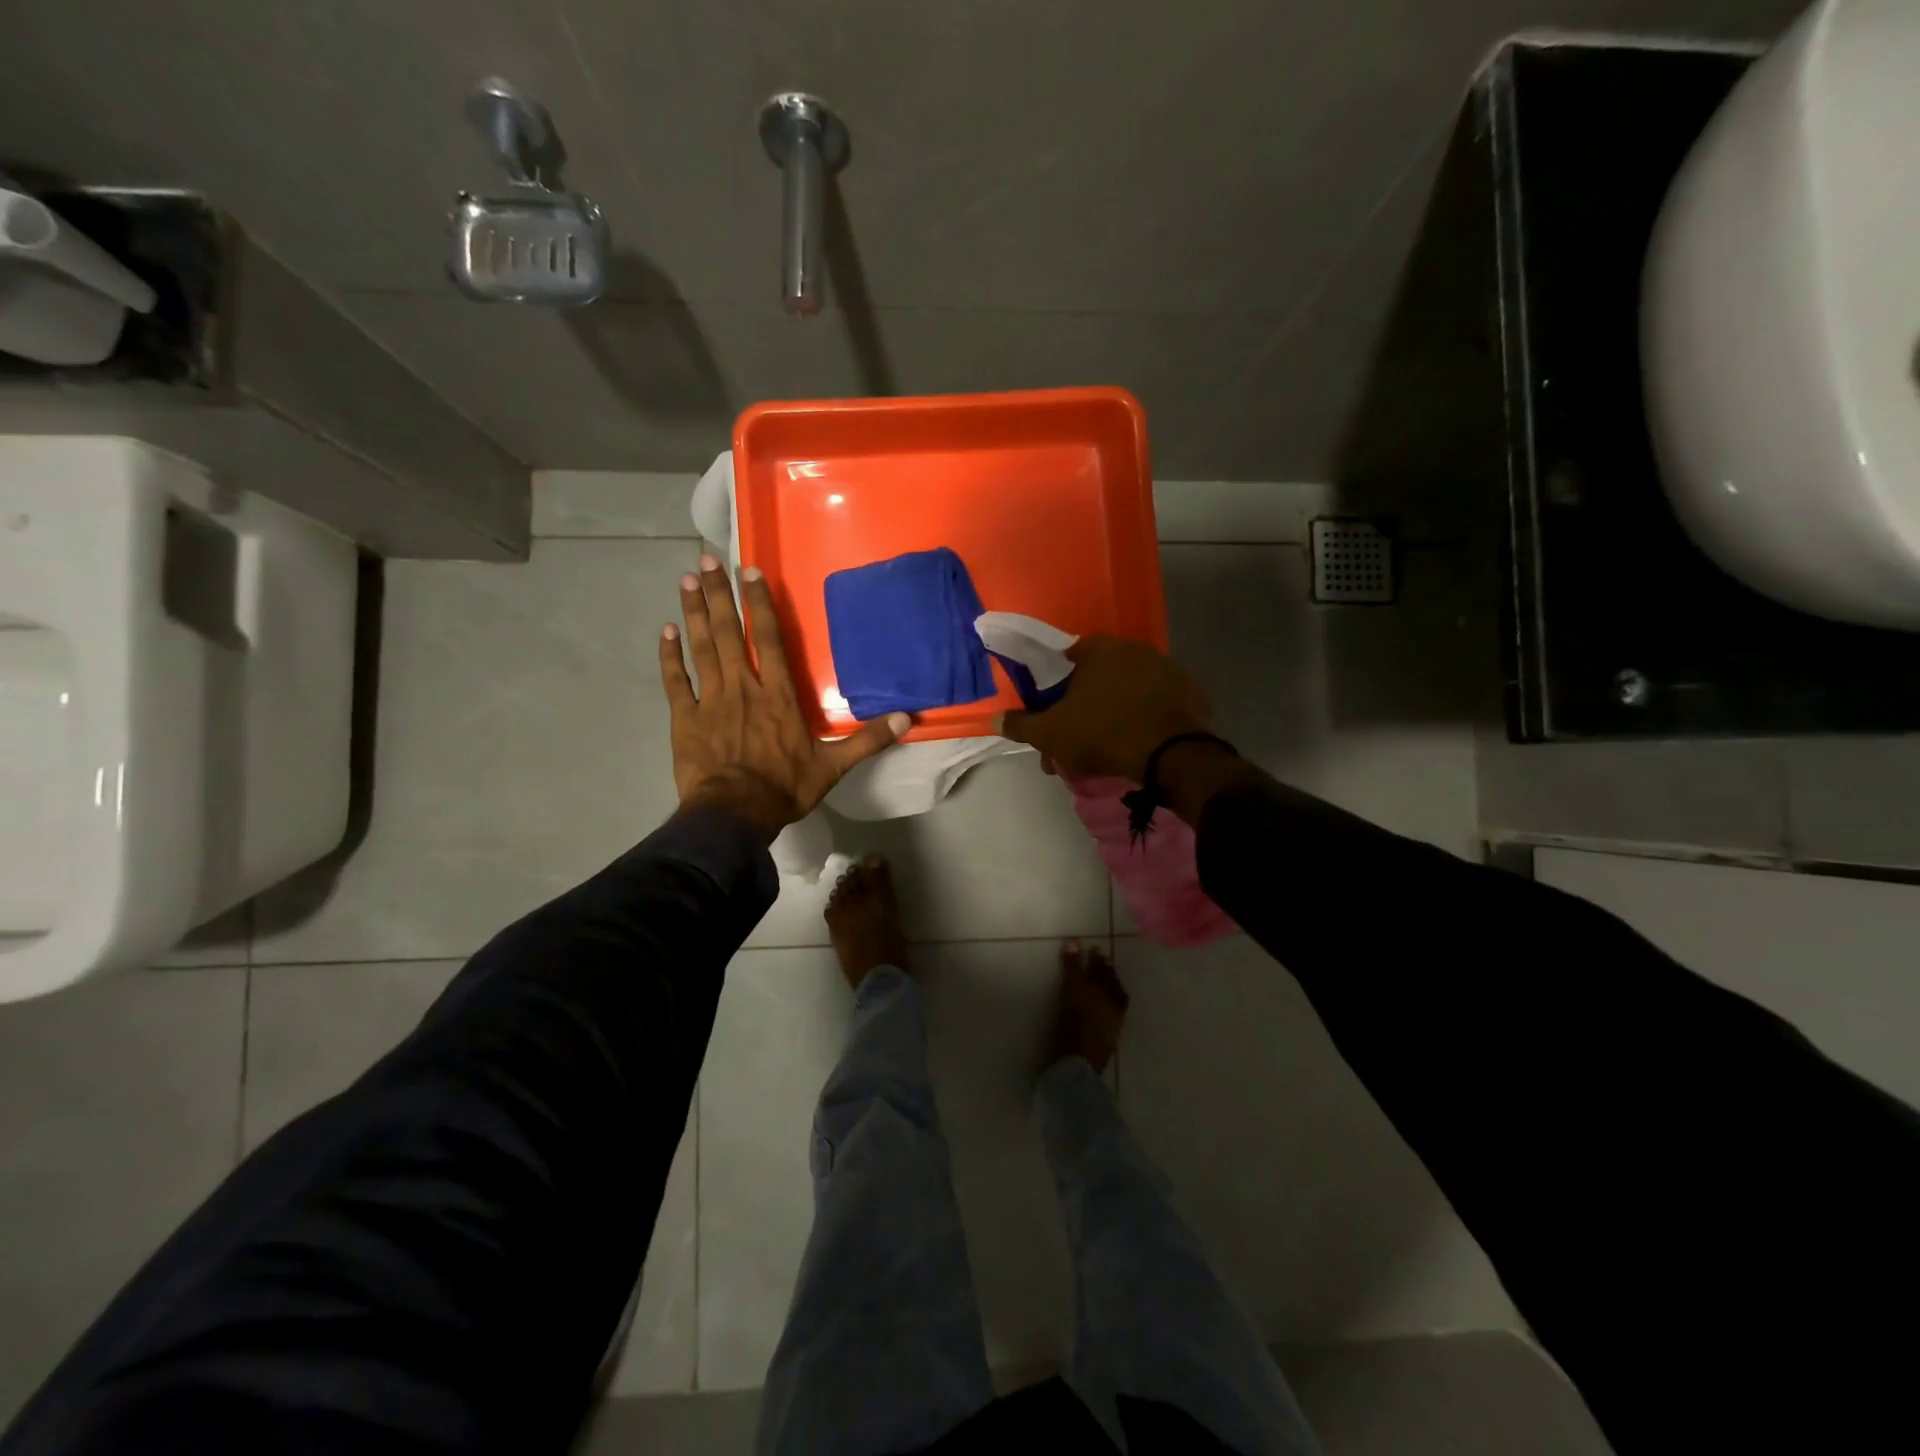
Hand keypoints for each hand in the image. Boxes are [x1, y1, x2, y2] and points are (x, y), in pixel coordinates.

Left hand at [661, 556, 906, 841]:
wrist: (733, 815)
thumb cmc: (783, 788)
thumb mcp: (832, 766)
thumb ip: (867, 740)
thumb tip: (907, 719)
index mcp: (778, 695)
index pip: (769, 639)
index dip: (760, 603)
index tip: (749, 571)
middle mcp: (744, 687)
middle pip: (730, 633)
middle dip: (720, 594)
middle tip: (707, 559)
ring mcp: (711, 700)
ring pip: (702, 647)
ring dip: (695, 612)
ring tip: (686, 579)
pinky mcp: (686, 718)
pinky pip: (676, 681)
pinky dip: (670, 655)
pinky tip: (666, 631)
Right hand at [999, 634, 1211, 782]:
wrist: (1172, 755)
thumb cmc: (1102, 733)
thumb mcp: (1050, 734)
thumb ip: (1020, 725)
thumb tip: (994, 720)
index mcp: (1098, 649)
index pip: (1065, 659)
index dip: (1053, 690)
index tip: (1050, 717)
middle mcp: (1133, 648)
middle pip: (1096, 679)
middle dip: (1081, 710)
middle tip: (1072, 744)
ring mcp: (1166, 668)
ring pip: (1125, 693)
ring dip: (1111, 716)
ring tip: (1103, 753)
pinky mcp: (1190, 692)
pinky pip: (1154, 704)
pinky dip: (1142, 720)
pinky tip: (1136, 745)